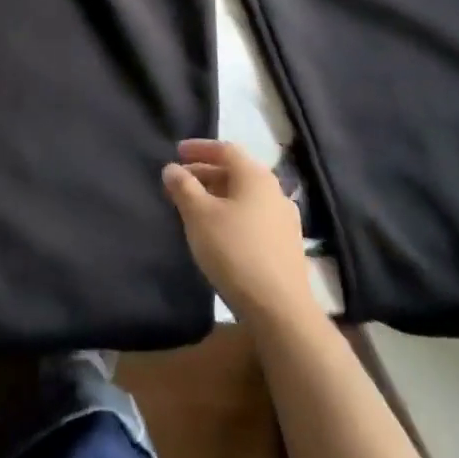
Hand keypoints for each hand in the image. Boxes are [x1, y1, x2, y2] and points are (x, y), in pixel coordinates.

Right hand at [163, 139, 313, 326]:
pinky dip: (231, 214)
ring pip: (244, 197)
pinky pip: (252, 217)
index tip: (176, 152)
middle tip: (179, 182)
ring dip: (217, 195)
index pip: (226, 149)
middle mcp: (275, 192)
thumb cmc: (234, 250)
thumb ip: (183, 186)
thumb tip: (172, 168)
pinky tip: (217, 231)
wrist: (279, 309)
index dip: (199, 148)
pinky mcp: (286, 246)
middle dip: (205, 173)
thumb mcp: (198, 214)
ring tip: (193, 207)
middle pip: (236, 172)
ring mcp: (284, 220)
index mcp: (256, 177)